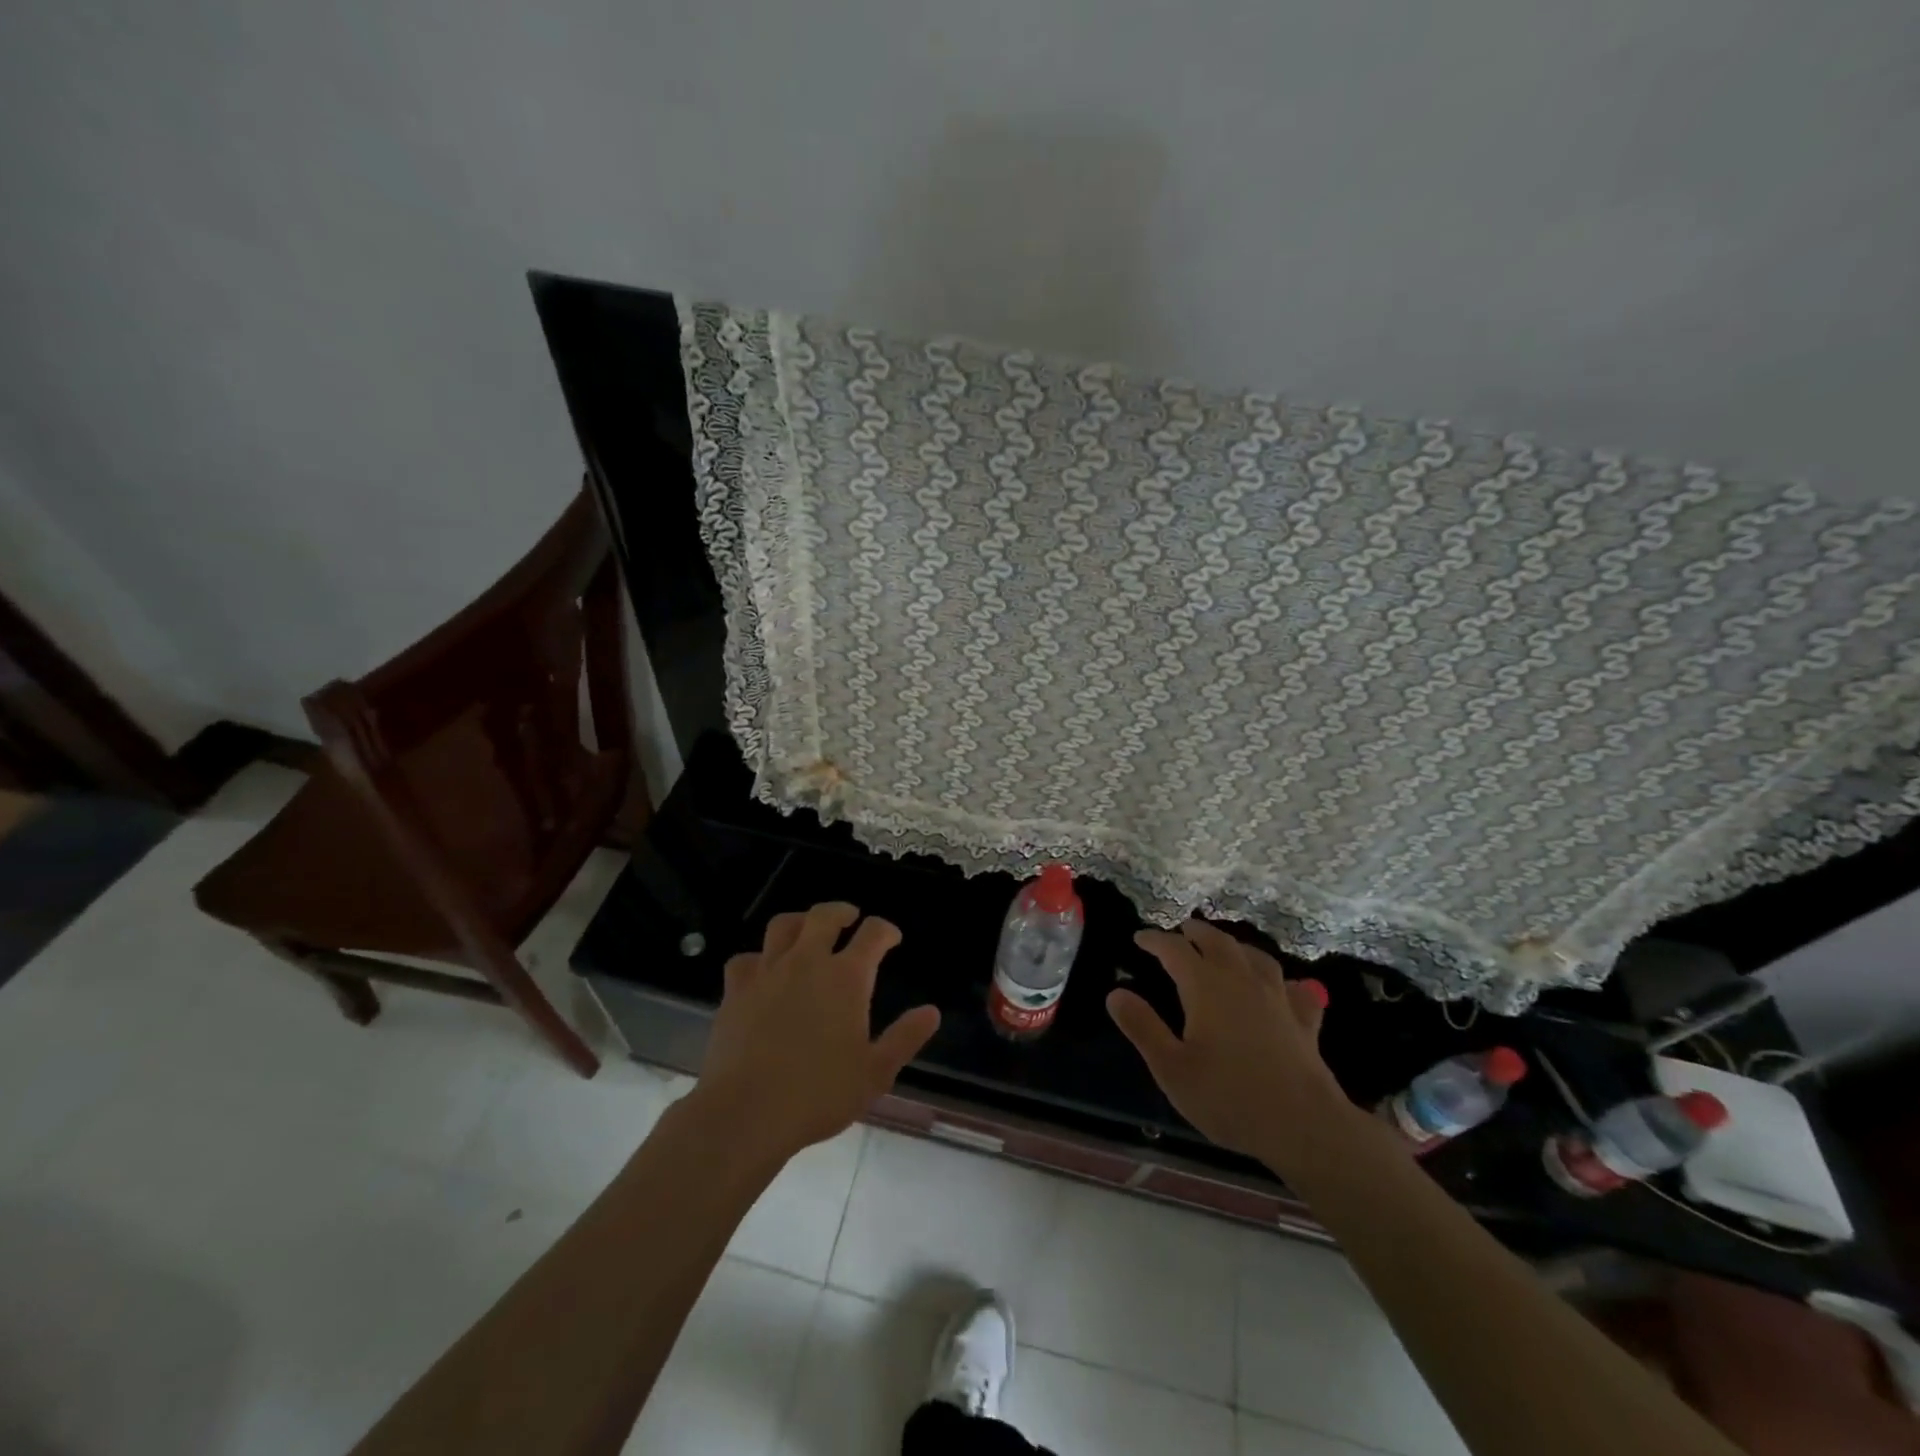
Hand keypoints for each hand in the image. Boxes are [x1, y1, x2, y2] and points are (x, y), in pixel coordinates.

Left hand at [691, 902, 940, 1166]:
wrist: (746, 1112)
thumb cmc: (819, 1094)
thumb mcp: (875, 1073)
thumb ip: (905, 1038)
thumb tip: (932, 1012)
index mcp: (846, 977)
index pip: (872, 933)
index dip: (885, 930)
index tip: (891, 938)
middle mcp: (807, 961)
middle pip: (824, 916)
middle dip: (841, 912)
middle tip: (850, 918)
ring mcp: (767, 971)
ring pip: (783, 925)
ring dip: (800, 923)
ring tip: (806, 932)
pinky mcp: (735, 989)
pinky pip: (746, 959)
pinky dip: (758, 959)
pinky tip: (762, 972)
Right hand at [1108, 918, 1344, 1170]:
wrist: (1304, 1126)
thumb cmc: (1228, 1097)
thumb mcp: (1171, 1068)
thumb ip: (1142, 1027)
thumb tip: (1115, 993)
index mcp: (1205, 986)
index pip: (1175, 949)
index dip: (1155, 940)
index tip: (1139, 938)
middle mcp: (1241, 980)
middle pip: (1217, 941)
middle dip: (1195, 933)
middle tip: (1180, 931)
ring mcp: (1277, 997)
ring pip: (1254, 956)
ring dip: (1234, 946)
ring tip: (1224, 949)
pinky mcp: (1304, 1020)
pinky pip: (1293, 988)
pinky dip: (1283, 981)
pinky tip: (1283, 987)